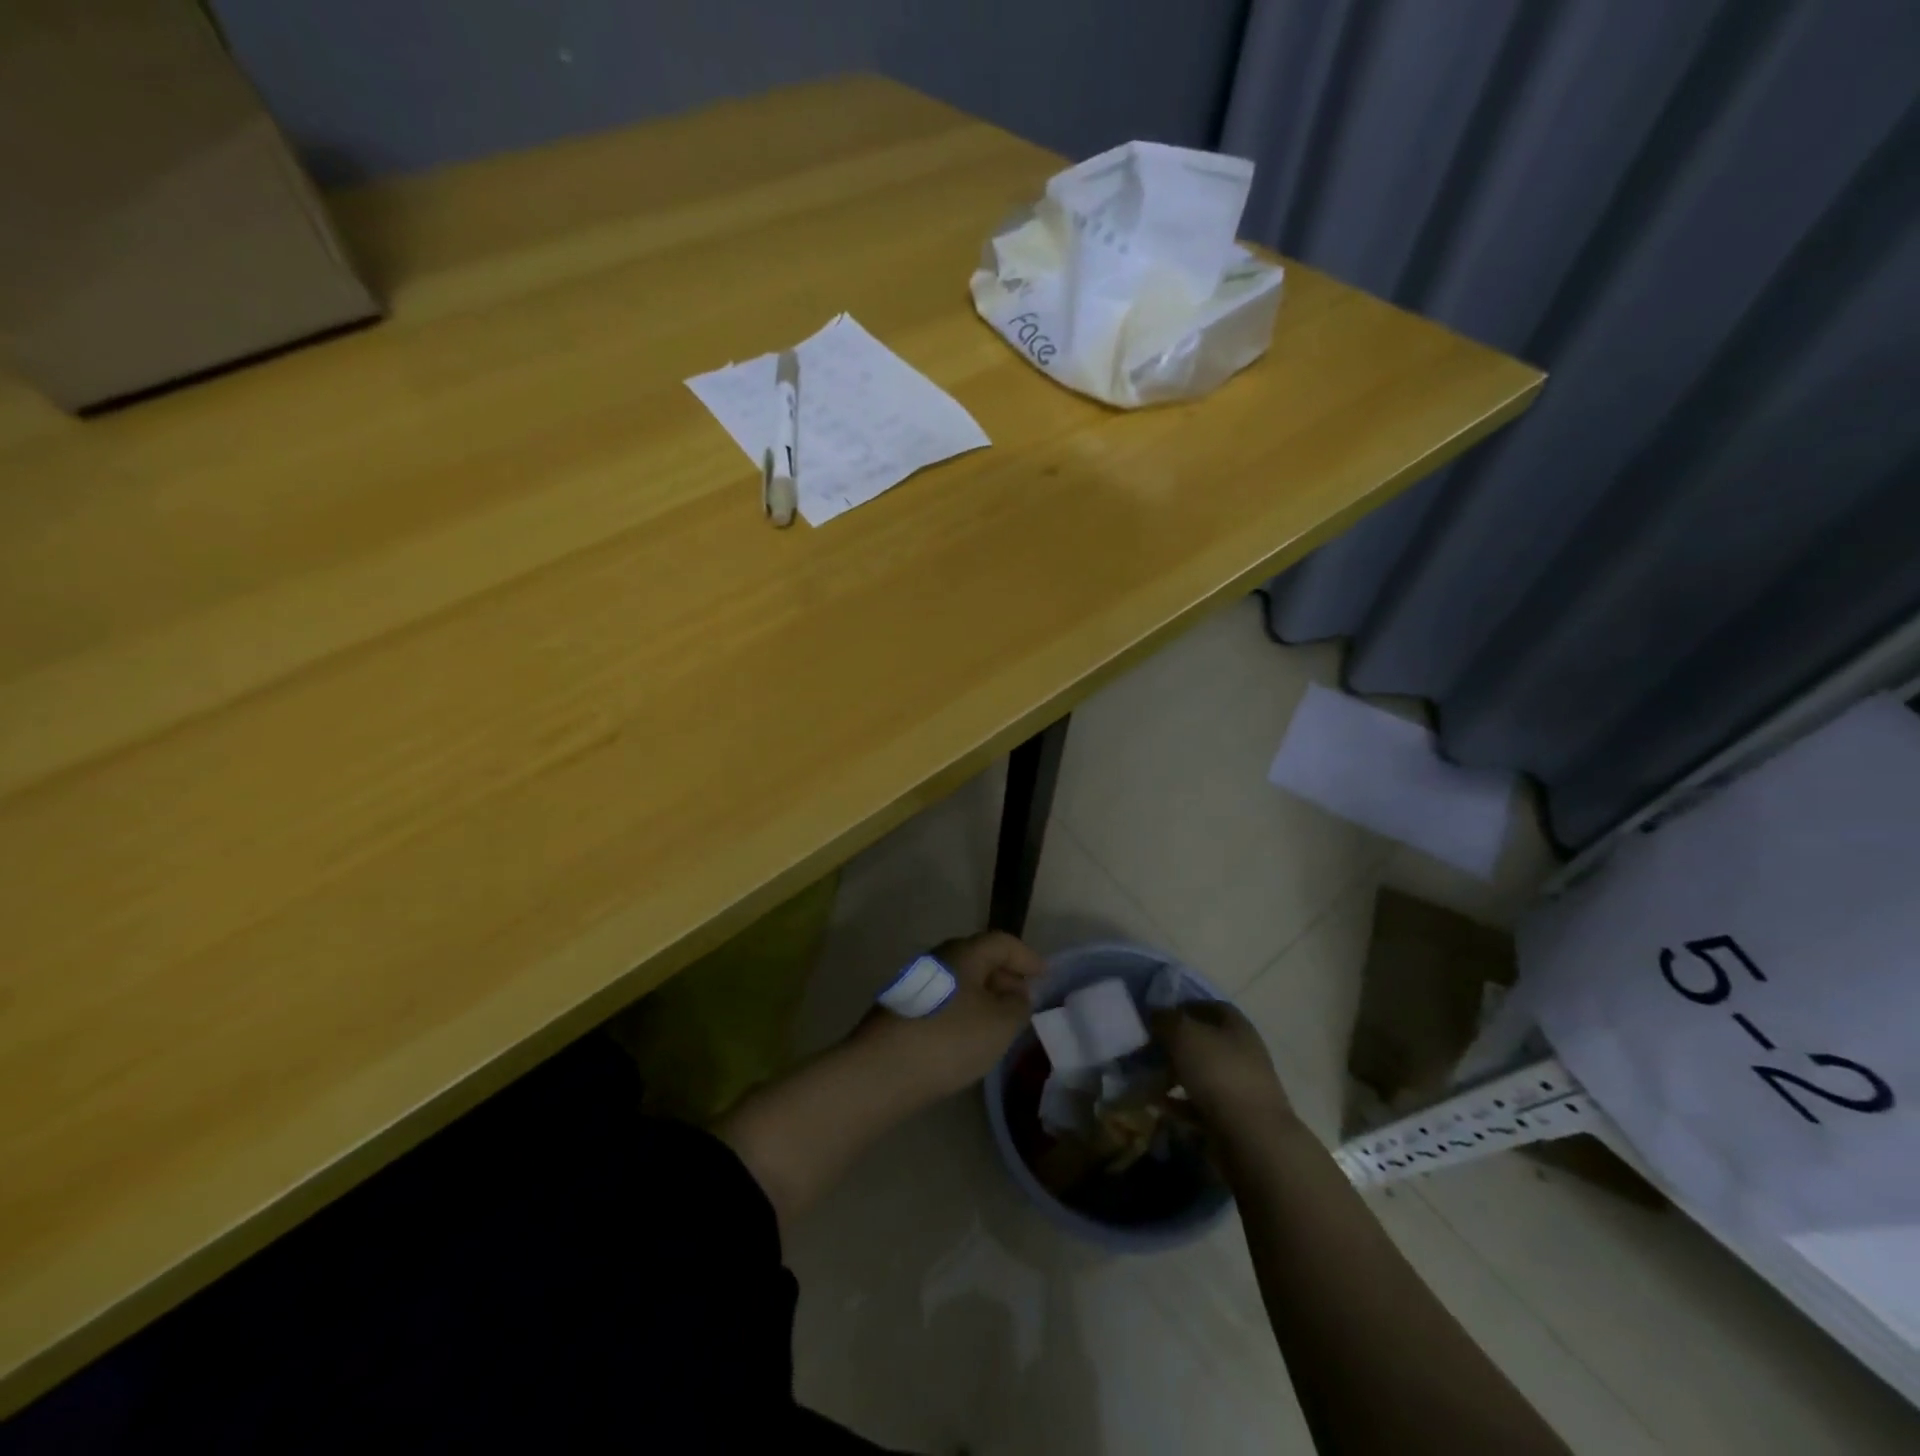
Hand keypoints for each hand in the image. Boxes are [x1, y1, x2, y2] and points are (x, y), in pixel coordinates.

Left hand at [859, 930, 1044, 1098]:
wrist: (881, 1071)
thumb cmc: (949, 1040)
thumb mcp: (999, 1024)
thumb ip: (1017, 1005)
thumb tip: (1016, 993)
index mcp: (964, 952)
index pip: (1002, 942)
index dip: (1026, 957)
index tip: (1044, 975)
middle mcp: (939, 958)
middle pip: (979, 958)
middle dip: (1005, 975)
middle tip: (1023, 999)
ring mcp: (917, 982)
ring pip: (960, 980)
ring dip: (983, 994)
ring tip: (999, 1021)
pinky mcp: (903, 1007)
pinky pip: (944, 998)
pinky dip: (963, 1009)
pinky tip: (967, 1035)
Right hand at [1151, 1001, 1292, 1129]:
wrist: (1252, 1138)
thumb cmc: (1218, 1073)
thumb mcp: (1183, 1034)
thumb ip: (1165, 1019)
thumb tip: (1155, 1014)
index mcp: (1236, 1026)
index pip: (1209, 1006)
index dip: (1181, 1007)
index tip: (1154, 1017)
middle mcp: (1242, 1052)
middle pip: (1203, 1041)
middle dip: (1172, 1044)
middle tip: (1145, 1050)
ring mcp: (1239, 1087)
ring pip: (1199, 1073)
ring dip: (1172, 1074)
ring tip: (1146, 1078)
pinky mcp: (1233, 1118)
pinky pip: (1199, 1103)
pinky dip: (1178, 1102)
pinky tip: (1157, 1104)